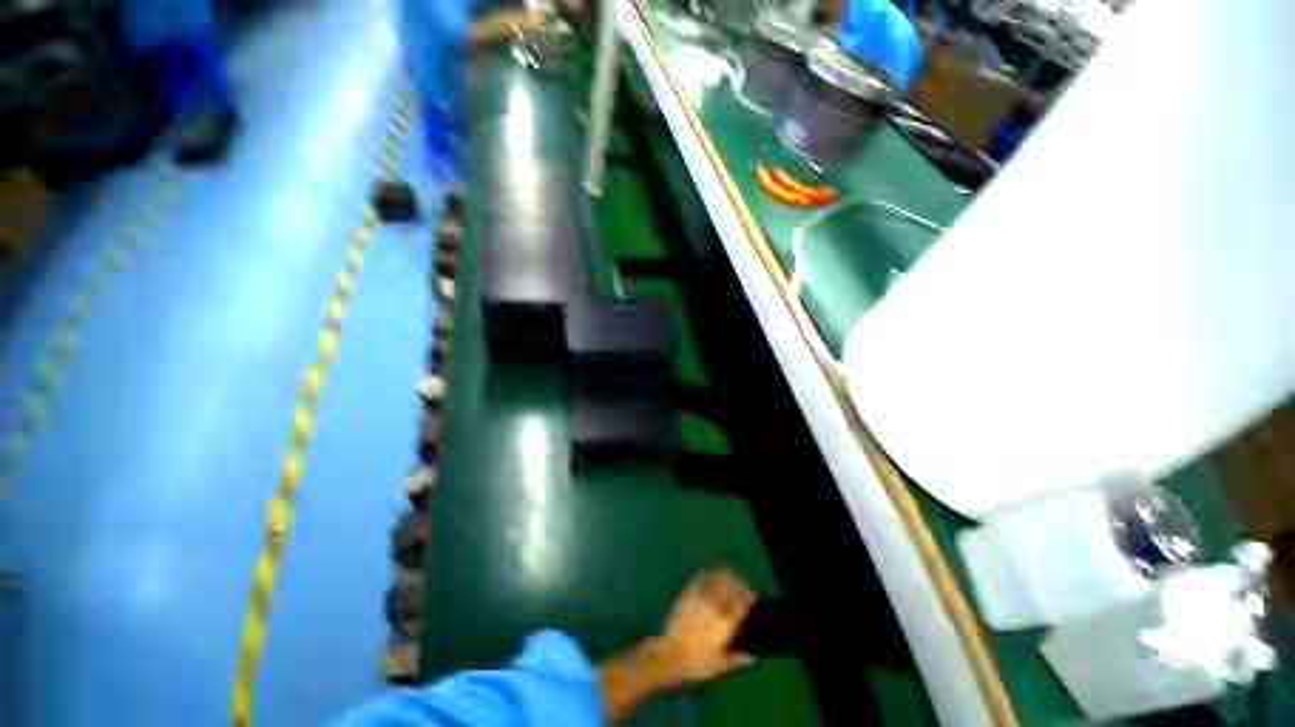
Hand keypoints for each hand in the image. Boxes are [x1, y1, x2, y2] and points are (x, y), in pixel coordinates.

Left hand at [652, 568, 756, 685]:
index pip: (741, 605)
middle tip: (740, 579)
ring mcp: (700, 600)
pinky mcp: (687, 597)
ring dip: (722, 575)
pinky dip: (704, 576)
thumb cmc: (697, 664)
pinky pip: (698, 582)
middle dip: (736, 582)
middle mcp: (715, 609)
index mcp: (726, 625)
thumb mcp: (719, 666)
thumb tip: (751, 658)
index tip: (752, 593)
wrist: (671, 655)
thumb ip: (736, 660)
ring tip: (726, 571)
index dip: (748, 596)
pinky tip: (706, 573)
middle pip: (729, 589)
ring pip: (715, 582)